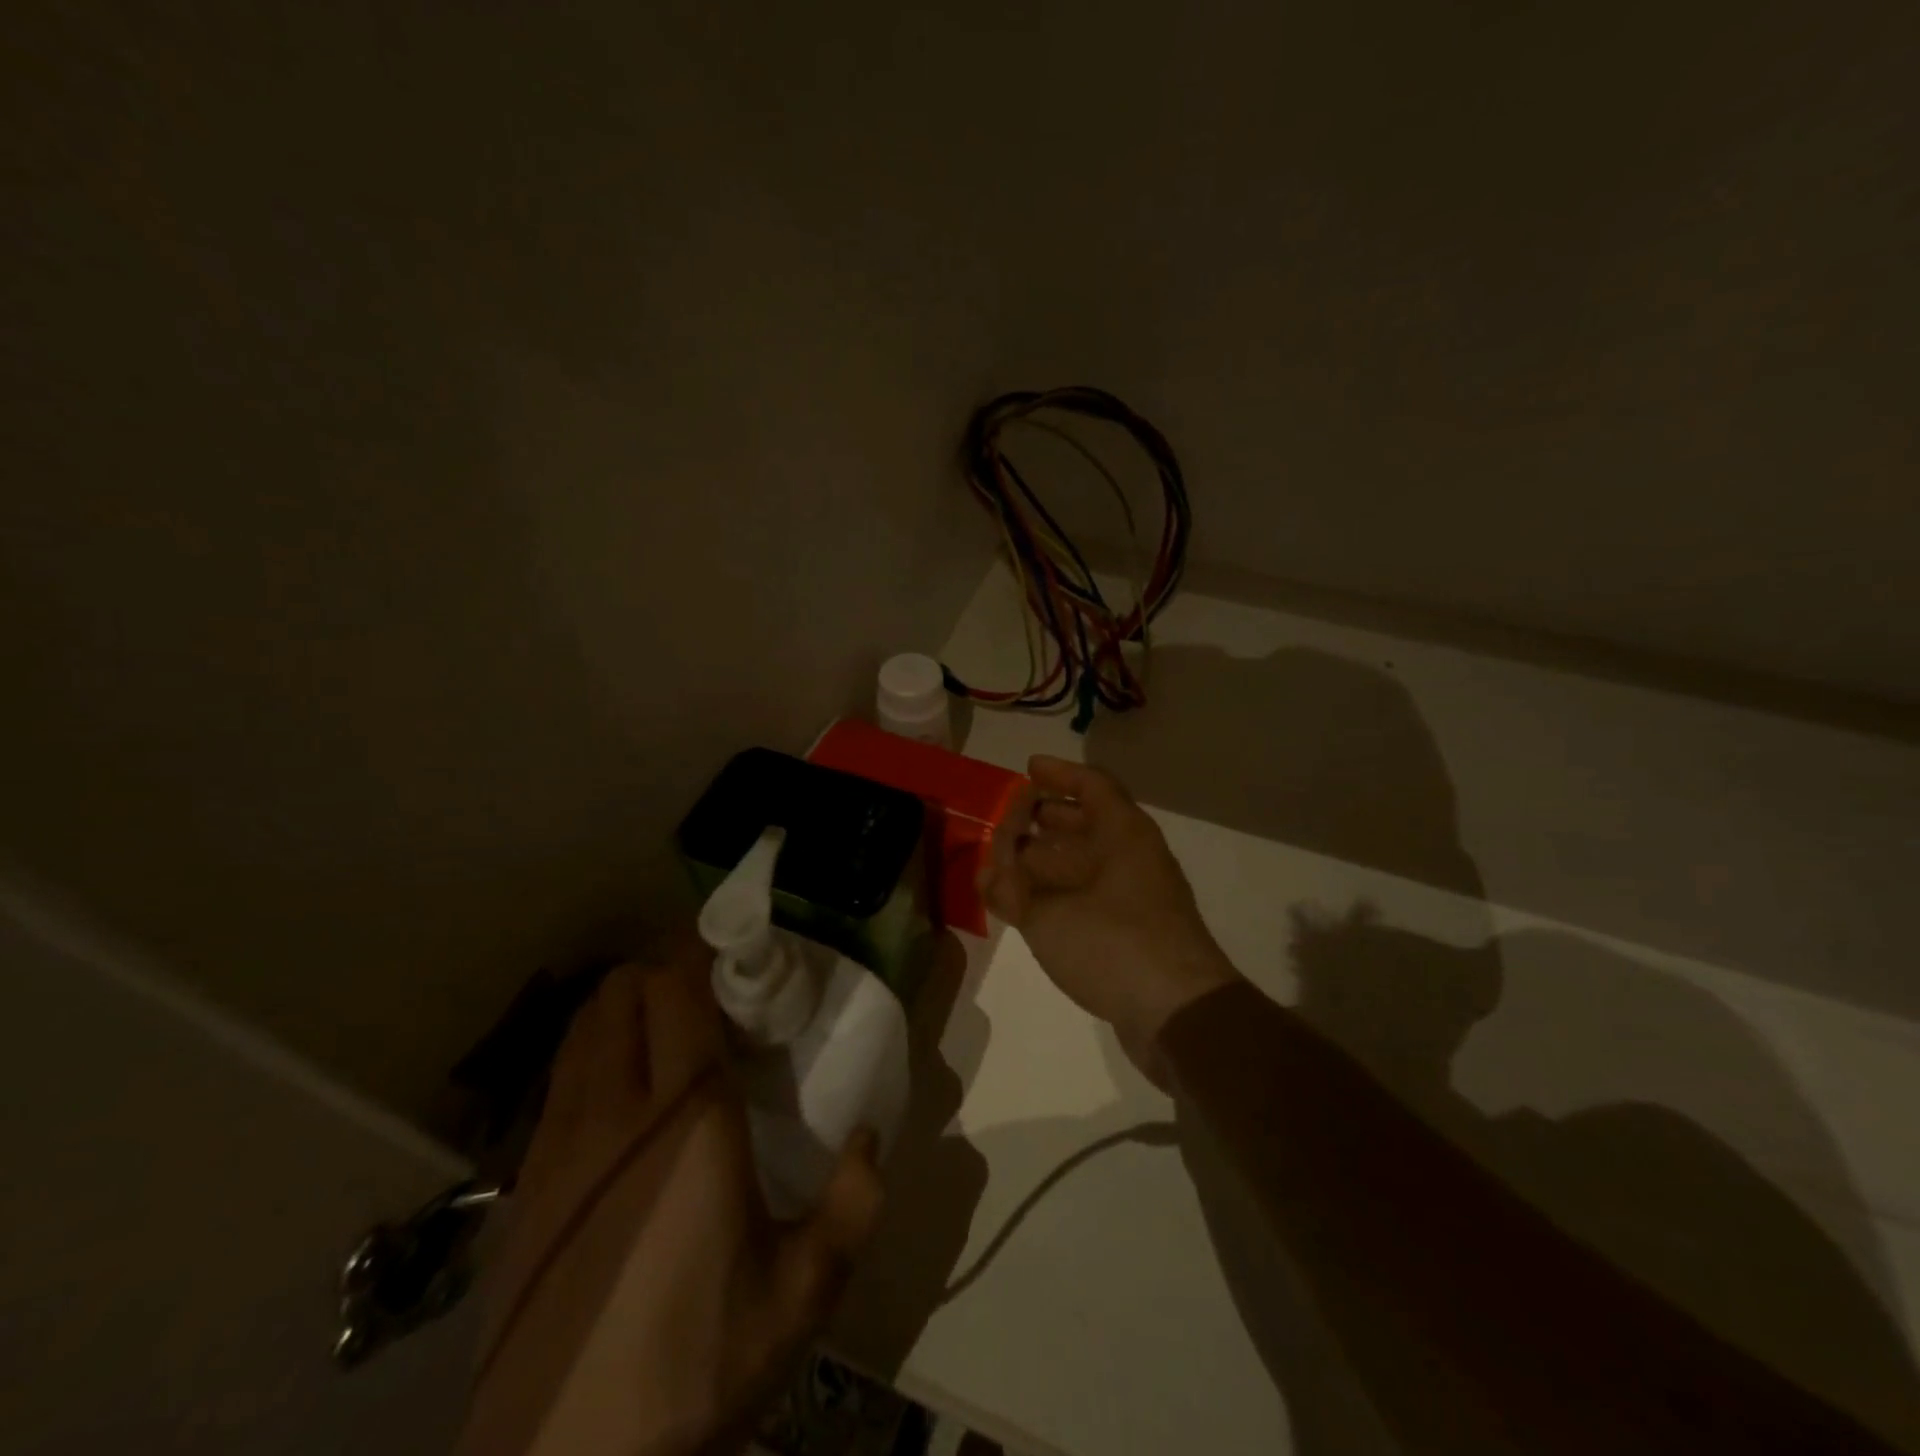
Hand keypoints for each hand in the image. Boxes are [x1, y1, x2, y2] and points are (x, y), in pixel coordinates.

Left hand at [460, 943, 882, 1455]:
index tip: (734, 951)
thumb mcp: (802, 1295)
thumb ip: (853, 1205)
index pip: (677, 993)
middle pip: (620, 994)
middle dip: (660, 971)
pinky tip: (621, 1100)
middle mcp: (614, 1114)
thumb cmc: (696, 1368)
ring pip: (581, 1030)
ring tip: (664, 1031)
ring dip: (621, 1007)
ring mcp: (557, 1147)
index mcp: (687, 1122)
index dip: (699, 953)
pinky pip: (558, 1082)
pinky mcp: (523, 1186)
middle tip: (706, 992)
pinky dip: (591, 1057)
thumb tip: (869, 1139)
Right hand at [978, 756, 1239, 1087]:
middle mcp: (1133, 856)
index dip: (1059, 774)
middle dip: (1045, 818)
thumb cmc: (1114, 943)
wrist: (1180, 1014)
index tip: (1027, 769)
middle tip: (1007, 820)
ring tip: (1006, 865)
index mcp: (1123, 834)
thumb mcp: (1049, 914)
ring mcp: (1137, 896)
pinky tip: (1028, 908)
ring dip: (1047, 860)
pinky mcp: (1133, 932)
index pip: (1092, 785)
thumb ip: (1012, 891)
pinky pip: (1089, 895)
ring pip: (1087, 862)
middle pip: (1087, 823)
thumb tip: (990, 876)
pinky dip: (1058, 893)